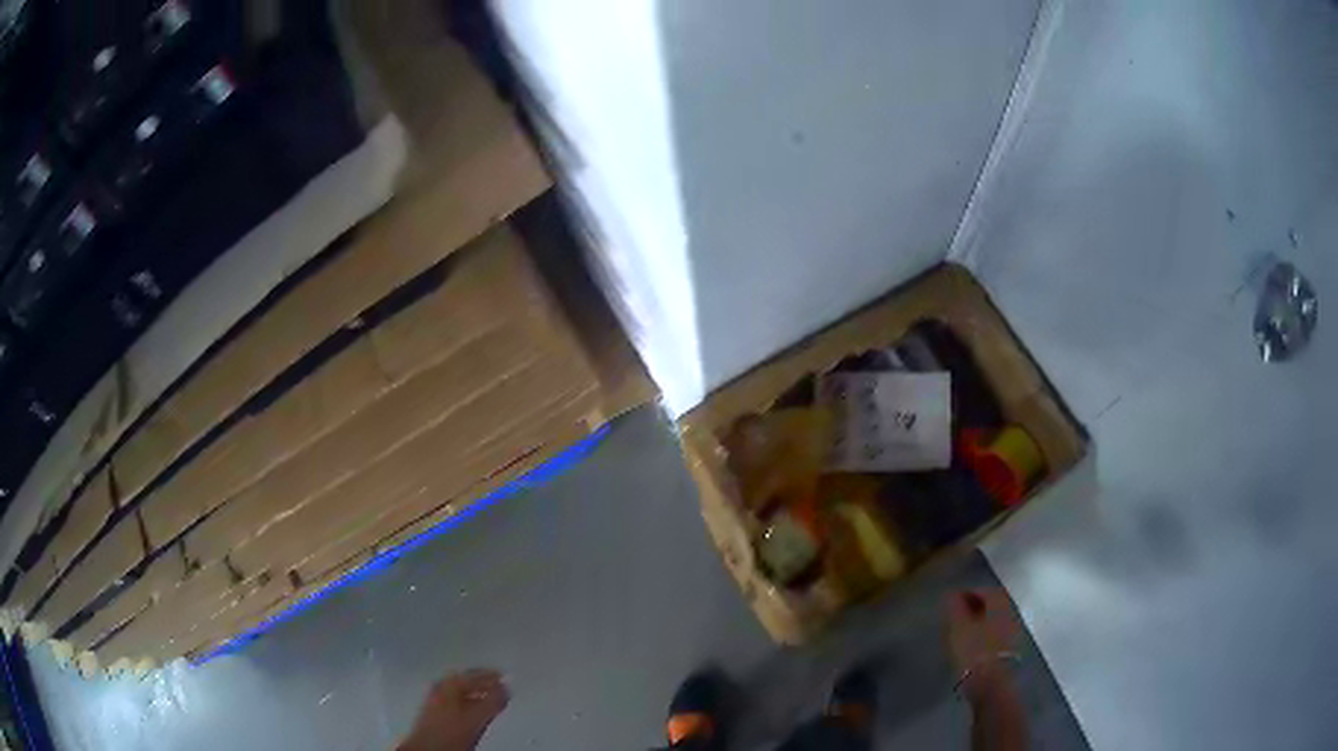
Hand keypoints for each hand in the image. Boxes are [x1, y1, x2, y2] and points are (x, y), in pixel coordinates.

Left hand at [399, 669, 509, 750]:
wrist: (427, 748)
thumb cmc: (450, 732)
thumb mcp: (476, 718)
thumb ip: (492, 702)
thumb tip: (505, 687)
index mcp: (449, 684)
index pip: (473, 674)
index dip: (490, 675)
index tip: (504, 677)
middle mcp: (440, 688)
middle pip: (464, 681)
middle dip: (482, 683)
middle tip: (499, 687)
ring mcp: (435, 700)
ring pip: (459, 692)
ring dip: (475, 693)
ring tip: (489, 699)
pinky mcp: (433, 712)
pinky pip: (454, 701)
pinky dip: (467, 702)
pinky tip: (473, 711)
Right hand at [946, 589, 1020, 698]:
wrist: (990, 682)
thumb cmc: (973, 650)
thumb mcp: (958, 627)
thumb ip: (954, 607)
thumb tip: (950, 593)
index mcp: (999, 602)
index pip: (984, 590)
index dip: (967, 592)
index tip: (951, 600)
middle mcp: (1009, 611)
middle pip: (992, 602)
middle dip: (975, 605)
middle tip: (956, 613)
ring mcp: (1012, 630)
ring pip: (994, 617)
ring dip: (980, 619)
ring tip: (962, 629)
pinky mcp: (1009, 647)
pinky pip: (996, 631)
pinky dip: (984, 631)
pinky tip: (972, 642)